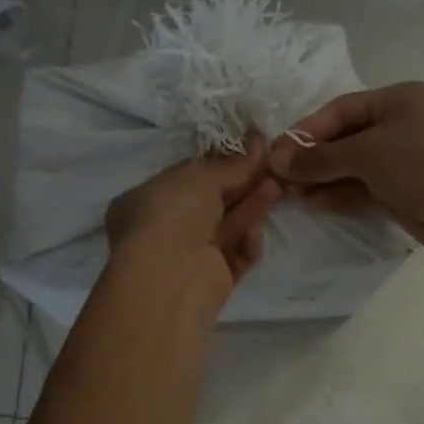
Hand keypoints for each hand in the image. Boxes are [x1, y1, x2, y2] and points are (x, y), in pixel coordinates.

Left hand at [105, 138, 281, 304]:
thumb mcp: (200, 177)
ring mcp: (187, 257)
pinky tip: (256, 233)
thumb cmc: (172, 216)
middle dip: (242, 184)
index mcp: (146, 199)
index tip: (252, 149)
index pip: (188, 176)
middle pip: (212, 202)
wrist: (169, 280)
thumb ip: (231, 163)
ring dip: (250, 208)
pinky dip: (246, 244)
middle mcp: (164, 228)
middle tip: (273, 167)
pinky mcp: (210, 282)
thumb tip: (257, 141)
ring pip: (226, 228)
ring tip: (277, 188)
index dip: (221, 162)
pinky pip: (234, 257)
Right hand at [268, 82, 423, 258]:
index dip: (307, 131)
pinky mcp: (405, 193)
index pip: (341, 110)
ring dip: (322, 179)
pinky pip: (364, 189)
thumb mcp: (366, 152)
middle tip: (279, 177)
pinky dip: (340, 195)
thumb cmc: (421, 162)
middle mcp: (401, 126)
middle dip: (313, 158)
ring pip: (353, 167)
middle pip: (345, 139)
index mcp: (398, 100)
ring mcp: (404, 161)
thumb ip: (320, 158)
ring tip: (290, 194)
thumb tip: (277, 161)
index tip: (278, 153)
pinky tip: (313, 203)